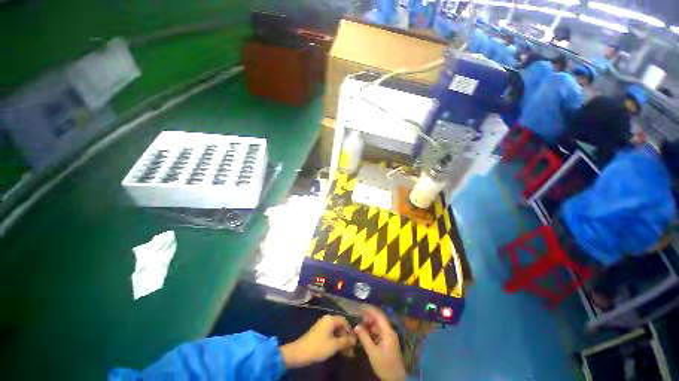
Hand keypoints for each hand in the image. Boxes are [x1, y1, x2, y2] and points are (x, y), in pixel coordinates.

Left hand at [280, 315, 355, 367]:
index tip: (354, 341)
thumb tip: (355, 339)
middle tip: (351, 349)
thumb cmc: (318, 347)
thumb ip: (345, 341)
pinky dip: (335, 340)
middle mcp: (327, 319)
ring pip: (336, 331)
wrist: (300, 352)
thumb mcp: (334, 345)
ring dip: (341, 340)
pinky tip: (338, 349)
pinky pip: (330, 333)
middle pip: (340, 325)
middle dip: (346, 337)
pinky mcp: (319, 332)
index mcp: (331, 319)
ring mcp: (322, 325)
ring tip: (346, 352)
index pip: (345, 320)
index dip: (350, 330)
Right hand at [354, 306, 405, 380]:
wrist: (395, 379)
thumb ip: (364, 338)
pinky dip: (371, 330)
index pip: (379, 315)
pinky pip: (379, 332)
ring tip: (359, 324)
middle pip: (379, 319)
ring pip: (378, 325)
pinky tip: (365, 332)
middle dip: (368, 317)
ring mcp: (389, 337)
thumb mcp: (372, 352)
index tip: (360, 306)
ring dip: (369, 324)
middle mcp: (389, 331)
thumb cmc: (384, 365)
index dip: (370, 310)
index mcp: (388, 331)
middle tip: (358, 317)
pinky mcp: (387, 342)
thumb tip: (356, 326)